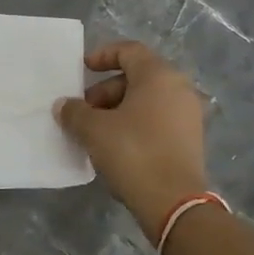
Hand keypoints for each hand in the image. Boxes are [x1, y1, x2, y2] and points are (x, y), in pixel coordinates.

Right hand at [55, 41, 209, 240]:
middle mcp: (179, 88)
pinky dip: (135, 124)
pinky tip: (115, 147)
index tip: (82, 69)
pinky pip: (157, 120)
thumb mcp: (94, 130)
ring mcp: (188, 115)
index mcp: (159, 76)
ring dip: (118, 110)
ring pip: (146, 101)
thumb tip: (64, 105)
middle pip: (136, 77)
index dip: (102, 55)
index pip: (129, 51)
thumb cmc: (133, 153)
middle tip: (83, 111)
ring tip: (94, 132)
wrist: (174, 203)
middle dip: (105, 91)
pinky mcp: (190, 140)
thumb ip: (75, 112)